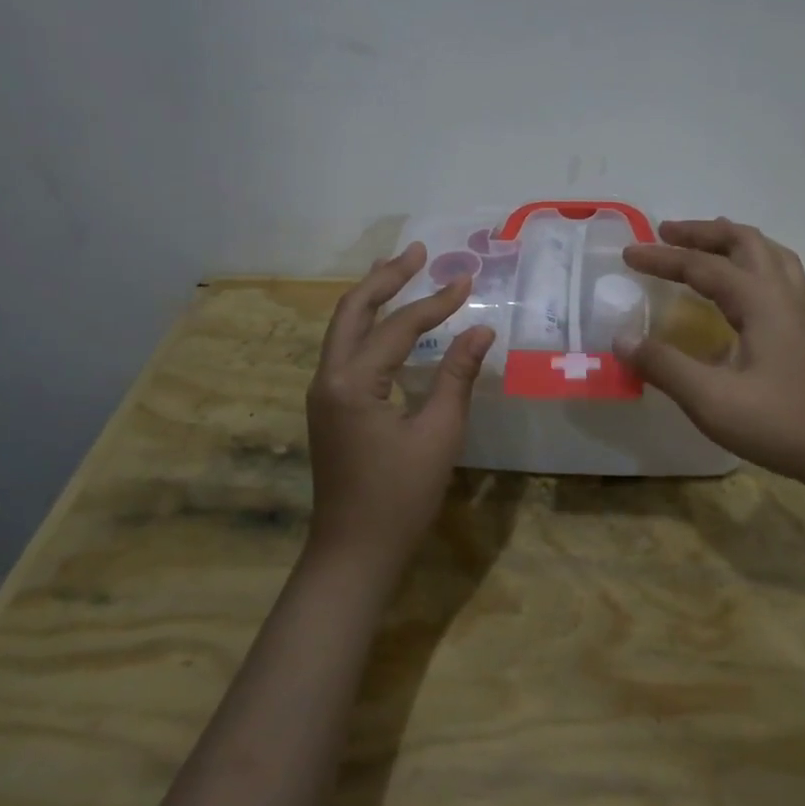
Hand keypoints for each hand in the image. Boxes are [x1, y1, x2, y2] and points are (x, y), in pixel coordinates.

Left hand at [306, 243, 494, 572]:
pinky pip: (346, 349)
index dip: (435, 302)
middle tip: (418, 252)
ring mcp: (323, 392)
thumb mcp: (438, 435)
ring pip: (344, 328)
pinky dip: (368, 325)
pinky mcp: (329, 407)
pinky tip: (389, 322)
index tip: (468, 281)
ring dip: (372, 296)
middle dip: (386, 277)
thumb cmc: (400, 498)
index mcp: (353, 382)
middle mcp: (328, 377)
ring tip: (401, 270)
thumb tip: (480, 331)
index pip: (398, 326)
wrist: (353, 553)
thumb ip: (457, 376)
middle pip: (353, 310)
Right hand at [616, 218, 804, 485]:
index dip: (662, 258)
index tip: (627, 254)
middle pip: (745, 242)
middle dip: (702, 232)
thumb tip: (620, 338)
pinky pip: (778, 278)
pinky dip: (751, 266)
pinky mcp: (803, 335)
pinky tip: (739, 293)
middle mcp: (781, 297)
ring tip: (706, 244)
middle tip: (666, 233)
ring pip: (769, 255)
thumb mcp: (712, 401)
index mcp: (759, 302)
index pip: (703, 266)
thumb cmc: (783, 425)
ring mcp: (798, 315)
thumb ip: (664, 366)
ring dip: (732, 242)